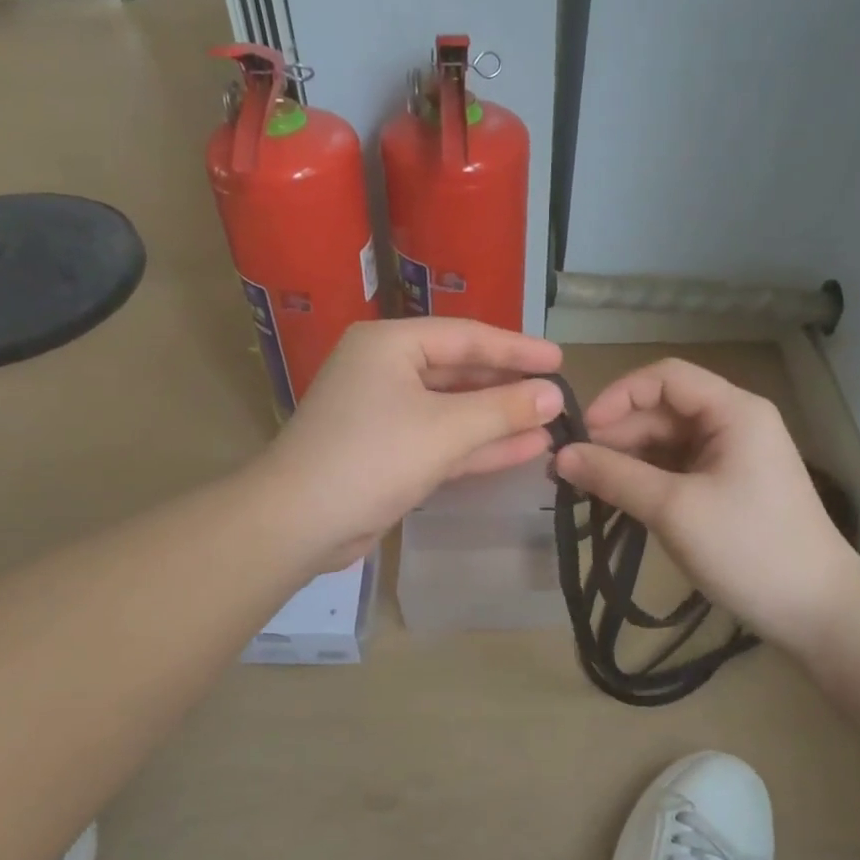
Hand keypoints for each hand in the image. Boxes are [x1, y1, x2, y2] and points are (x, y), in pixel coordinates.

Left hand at [259, 318, 563, 567]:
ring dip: (498, 419)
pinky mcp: (389, 453)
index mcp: (389, 345)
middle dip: (508, 387)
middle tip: (557, 394)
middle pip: (460, 372)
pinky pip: (442, 440)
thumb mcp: (444, 429)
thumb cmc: (371, 458)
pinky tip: (524, 449)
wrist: (299, 523)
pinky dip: (478, 446)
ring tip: (551, 423)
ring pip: (453, 410)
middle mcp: (386, 371)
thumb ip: (502, 409)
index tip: (560, 359)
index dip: (516, 348)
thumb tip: (554, 395)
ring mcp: (386, 414)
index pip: (466, 336)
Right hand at [554, 359, 859, 640]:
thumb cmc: (748, 549)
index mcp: (733, 411)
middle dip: (616, 434)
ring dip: (626, 459)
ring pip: (665, 442)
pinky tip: (615, 498)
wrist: (816, 611)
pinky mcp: (726, 487)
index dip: (618, 396)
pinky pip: (675, 469)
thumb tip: (559, 456)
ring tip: (584, 487)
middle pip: (662, 410)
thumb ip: (614, 476)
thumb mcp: (673, 509)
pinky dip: (644, 480)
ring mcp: (731, 457)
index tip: (582, 433)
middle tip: (570, 469)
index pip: (664, 377)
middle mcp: (733, 423)